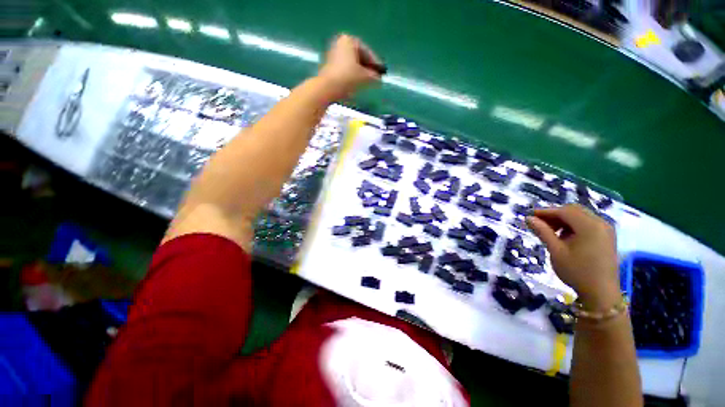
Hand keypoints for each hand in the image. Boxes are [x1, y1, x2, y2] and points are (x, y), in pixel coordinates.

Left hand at [317, 34, 381, 99]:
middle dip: (367, 65)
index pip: (367, 52)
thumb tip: (378, 77)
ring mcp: (331, 52)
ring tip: (366, 79)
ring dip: (359, 69)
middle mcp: (339, 43)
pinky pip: (343, 65)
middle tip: (375, 75)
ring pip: (351, 60)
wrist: (326, 87)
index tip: (381, 72)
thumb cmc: (348, 77)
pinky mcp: (326, 63)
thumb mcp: (366, 76)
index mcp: (349, 40)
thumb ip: (375, 75)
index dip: (375, 63)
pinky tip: (355, 80)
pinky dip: (350, 71)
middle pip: (358, 55)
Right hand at [526, 204, 620, 309]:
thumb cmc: (577, 274)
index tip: (532, 216)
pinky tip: (573, 241)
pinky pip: (592, 224)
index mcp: (587, 223)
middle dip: (558, 216)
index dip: (547, 212)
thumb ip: (544, 234)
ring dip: (569, 222)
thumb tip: (529, 219)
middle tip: (543, 226)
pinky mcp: (609, 235)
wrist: (601, 293)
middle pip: (575, 211)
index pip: (564, 211)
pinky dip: (580, 228)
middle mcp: (599, 219)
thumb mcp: (558, 255)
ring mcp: (606, 227)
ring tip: (557, 236)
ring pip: (584, 217)